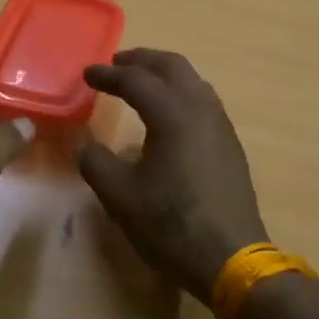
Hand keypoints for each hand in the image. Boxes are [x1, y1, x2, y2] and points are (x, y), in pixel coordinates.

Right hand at [78, 49, 268, 300]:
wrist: (231, 258)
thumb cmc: (171, 225)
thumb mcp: (120, 197)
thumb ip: (96, 163)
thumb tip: (87, 146)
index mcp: (173, 114)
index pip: (136, 80)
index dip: (108, 75)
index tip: (87, 74)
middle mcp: (201, 110)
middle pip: (173, 67)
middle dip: (142, 60)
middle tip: (117, 64)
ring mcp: (221, 126)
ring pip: (193, 82)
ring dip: (165, 74)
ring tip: (143, 83)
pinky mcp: (230, 145)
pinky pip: (204, 101)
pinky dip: (182, 93)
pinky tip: (170, 115)